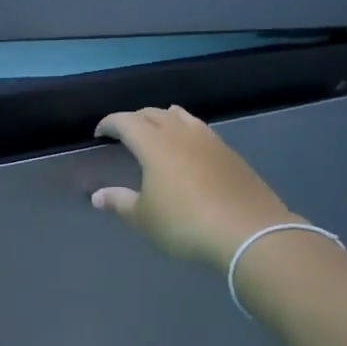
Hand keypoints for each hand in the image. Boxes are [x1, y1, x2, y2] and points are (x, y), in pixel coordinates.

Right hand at [91, 106, 293, 272]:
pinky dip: (186, 130)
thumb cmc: (185, 223)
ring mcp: (209, 141)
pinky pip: (200, 130)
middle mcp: (180, 134)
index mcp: (154, 144)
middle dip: (135, 119)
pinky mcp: (230, 153)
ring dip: (163, 118)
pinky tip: (188, 148)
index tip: (100, 133)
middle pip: (153, 113)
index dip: (109, 123)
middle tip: (124, 133)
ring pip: (181, 116)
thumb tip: (97, 196)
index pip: (126, 121)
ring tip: (156, 131)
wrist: (249, 231)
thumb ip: (119, 202)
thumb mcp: (144, 218)